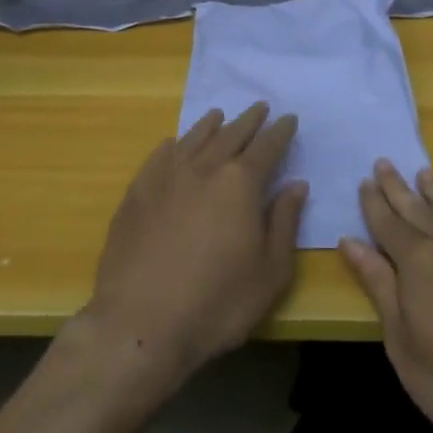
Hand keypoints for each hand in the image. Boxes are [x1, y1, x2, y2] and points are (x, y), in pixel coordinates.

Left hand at [80, 103, 305, 394]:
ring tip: (219, 115)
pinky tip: (174, 144)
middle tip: (260, 107)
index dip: (280, 131)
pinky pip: (158, 156)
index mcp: (240, 183)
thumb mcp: (270, 271)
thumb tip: (296, 185)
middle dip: (249, 120)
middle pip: (230, 134)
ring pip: (192, 138)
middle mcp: (203, 168)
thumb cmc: (218, 303)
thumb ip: (284, 222)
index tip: (289, 118)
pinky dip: (173, 144)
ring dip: (210, 125)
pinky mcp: (136, 194)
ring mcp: (164, 178)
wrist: (141, 325)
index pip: (267, 146)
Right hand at [341, 162, 432, 432]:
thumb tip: (352, 242)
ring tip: (425, 174)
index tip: (364, 181)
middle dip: (398, 188)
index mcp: (419, 262)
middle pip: (419, 210)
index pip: (388, 224)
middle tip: (384, 163)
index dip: (374, 203)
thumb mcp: (404, 345)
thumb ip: (380, 288)